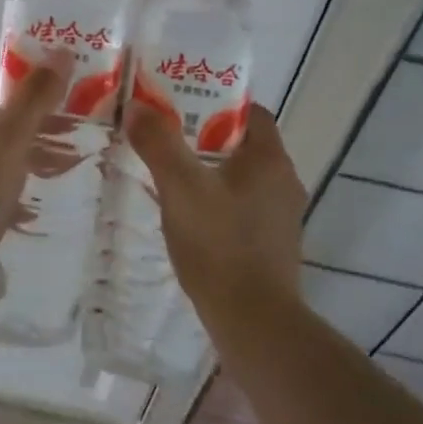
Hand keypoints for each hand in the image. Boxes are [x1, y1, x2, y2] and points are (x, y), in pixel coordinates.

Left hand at [0, 60, 68, 250]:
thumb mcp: (8, 136)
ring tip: (64, 165)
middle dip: (30, 117)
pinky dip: (13, 187)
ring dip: (26, 152)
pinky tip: (35, 205)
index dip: (11, 72)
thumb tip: (60, 52)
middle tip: (69, 126)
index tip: (45, 83)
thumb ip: (34, 96)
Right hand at [125, 102, 305, 312]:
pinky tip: (191, 216)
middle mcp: (285, 181)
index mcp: (270, 159)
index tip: (183, 106)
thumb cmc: (218, 244)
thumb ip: (158, 144)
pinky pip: (245, 207)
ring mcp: (282, 216)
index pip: (251, 112)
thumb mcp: (180, 188)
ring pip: (244, 178)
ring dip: (213, 172)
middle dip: (208, 138)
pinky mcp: (273, 243)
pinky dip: (220, 202)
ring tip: (173, 175)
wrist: (252, 319)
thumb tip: (137, 105)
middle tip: (168, 139)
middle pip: (245, 144)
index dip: (218, 104)